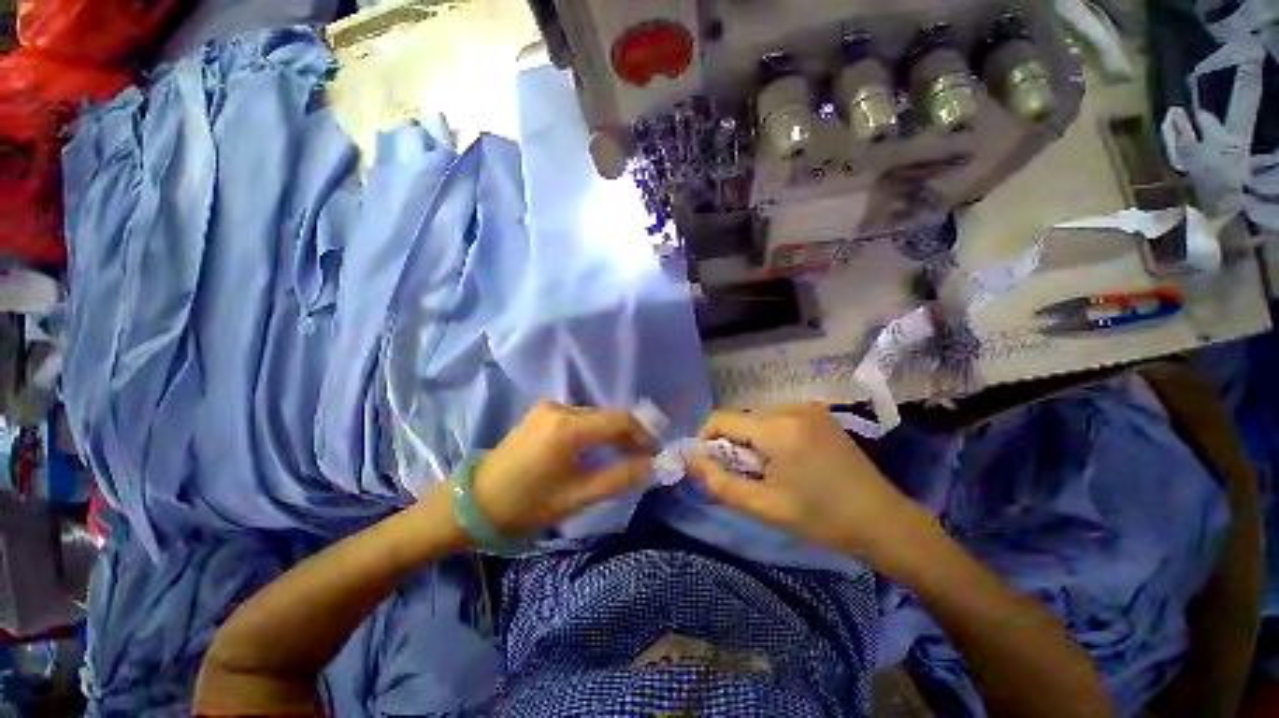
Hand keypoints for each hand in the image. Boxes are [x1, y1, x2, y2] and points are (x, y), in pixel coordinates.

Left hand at [471, 401, 654, 536]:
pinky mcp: (542, 411)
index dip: (644, 434)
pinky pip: (580, 416)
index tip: (657, 452)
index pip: (620, 420)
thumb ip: (619, 478)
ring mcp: (549, 406)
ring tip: (625, 454)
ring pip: (595, 415)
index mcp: (567, 427)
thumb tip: (654, 465)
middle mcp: (560, 407)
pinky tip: (598, 447)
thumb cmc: (525, 505)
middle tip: (645, 457)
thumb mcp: (576, 497)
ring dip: (613, 432)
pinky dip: (596, 429)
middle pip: (608, 415)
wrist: (474, 502)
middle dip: (630, 434)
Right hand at [685, 403, 932, 563]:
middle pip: (739, 417)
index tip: (711, 465)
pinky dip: (768, 434)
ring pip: (756, 417)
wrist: (882, 519)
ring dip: (750, 439)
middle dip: (731, 443)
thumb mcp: (764, 506)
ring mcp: (807, 407)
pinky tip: (785, 459)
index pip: (721, 418)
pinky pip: (776, 417)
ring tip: (767, 469)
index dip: (706, 439)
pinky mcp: (817, 412)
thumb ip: (720, 482)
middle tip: (745, 474)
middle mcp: (790, 407)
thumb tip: (690, 459)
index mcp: (778, 428)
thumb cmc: (821, 518)